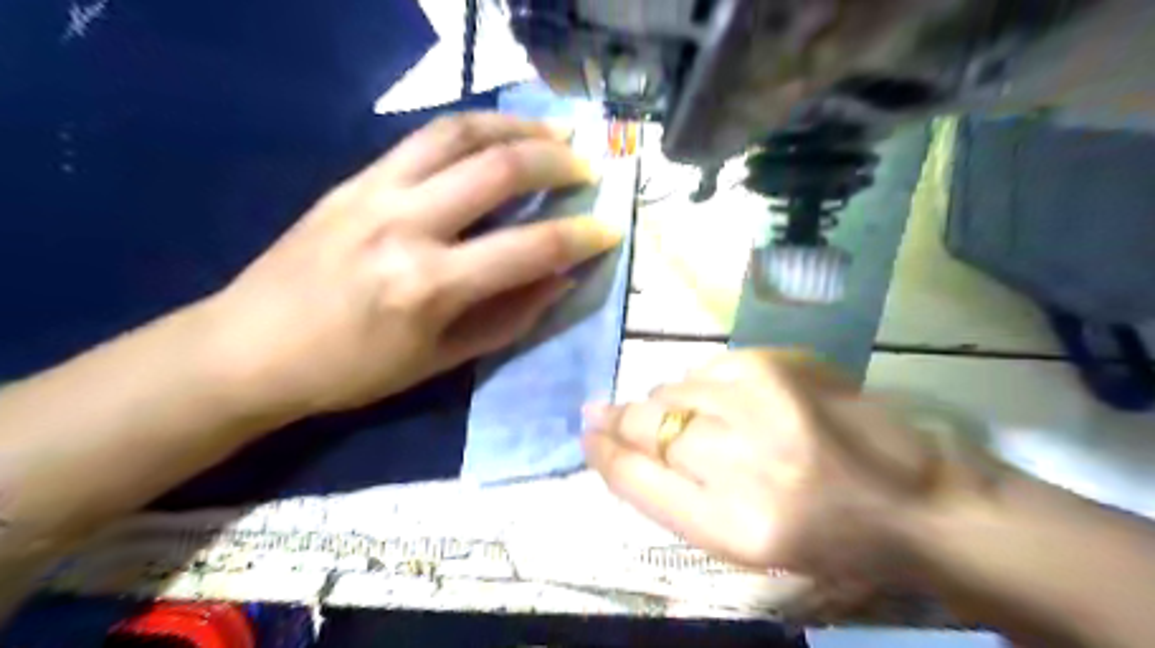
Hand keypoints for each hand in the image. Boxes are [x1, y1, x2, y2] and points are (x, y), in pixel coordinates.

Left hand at [198, 112, 621, 420]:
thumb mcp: (442, 360)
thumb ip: (510, 317)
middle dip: (557, 163)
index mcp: (429, 285)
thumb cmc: (352, 370)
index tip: (609, 229)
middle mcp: (405, 225)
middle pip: (499, 169)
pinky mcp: (354, 179)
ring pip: (459, 133)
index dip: (580, 237)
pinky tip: (496, 138)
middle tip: (586, 169)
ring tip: (552, 136)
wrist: (248, 348)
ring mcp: (374, 192)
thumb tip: (561, 279)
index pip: (528, 248)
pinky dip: (472, 129)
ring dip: (516, 127)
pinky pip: (424, 138)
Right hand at [588, 353, 956, 599]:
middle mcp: (743, 460)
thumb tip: (617, 441)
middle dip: (621, 421)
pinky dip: (699, 386)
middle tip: (607, 416)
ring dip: (666, 407)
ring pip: (672, 391)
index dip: (603, 452)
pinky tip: (723, 403)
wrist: (913, 496)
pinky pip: (705, 369)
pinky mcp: (777, 362)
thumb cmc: (821, 535)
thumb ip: (672, 494)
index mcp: (733, 526)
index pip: (637, 477)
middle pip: (647, 425)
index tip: (588, 435)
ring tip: (693, 423)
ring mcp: (762, 401)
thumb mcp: (742, 541)